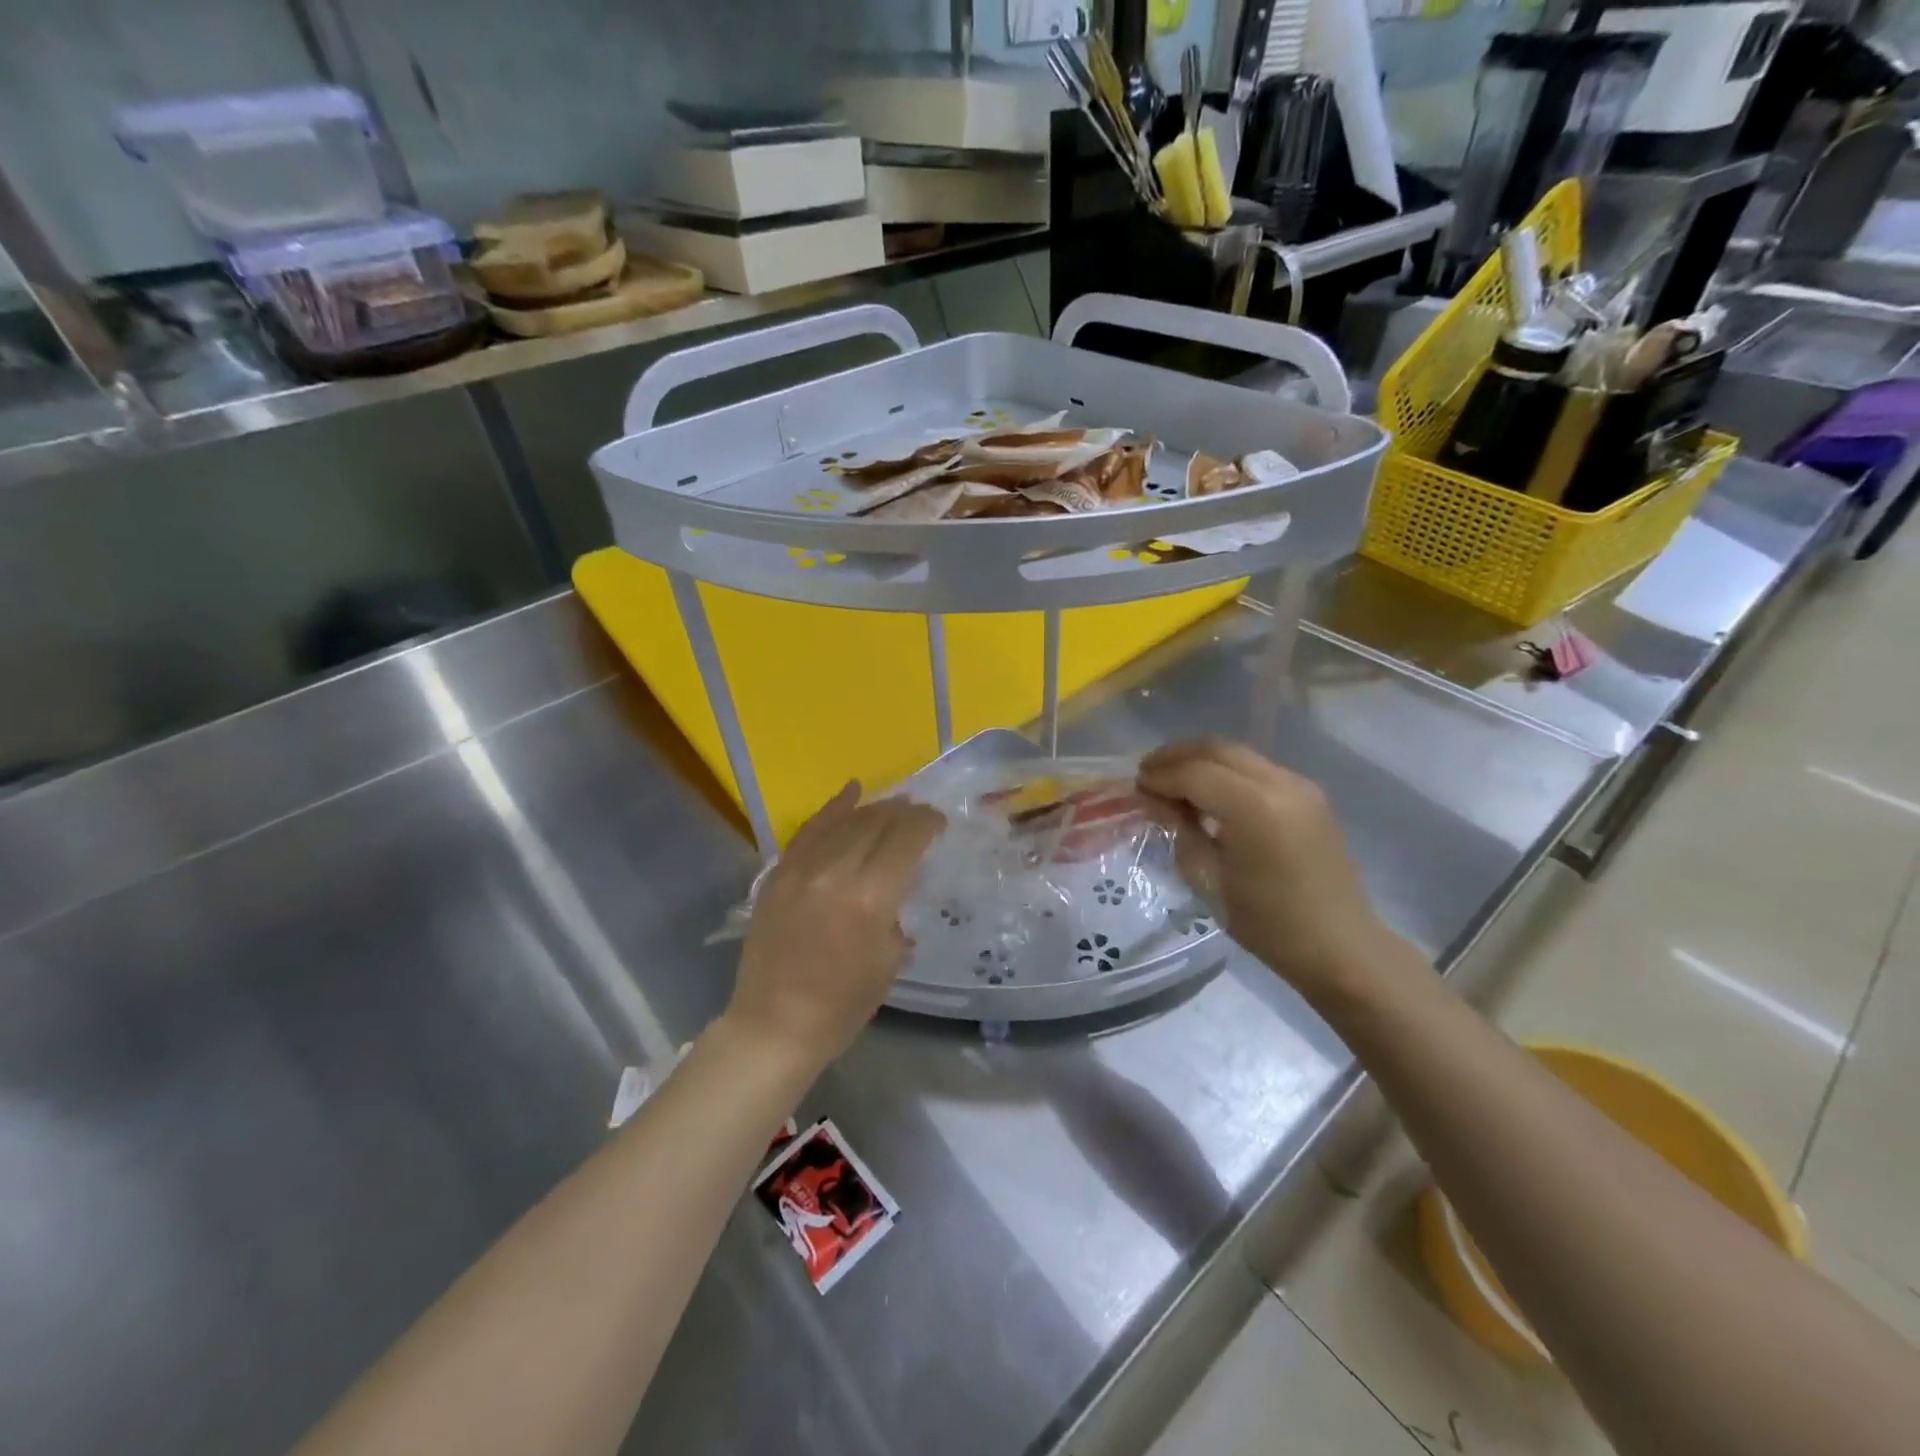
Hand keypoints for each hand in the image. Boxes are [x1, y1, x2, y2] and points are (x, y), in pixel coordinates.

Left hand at [724, 784, 945, 1075]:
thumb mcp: (891, 958)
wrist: (774, 1024)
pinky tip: (851, 791)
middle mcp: (836, 871)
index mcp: (871, 897)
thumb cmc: (843, 1004)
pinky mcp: (778, 873)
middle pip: (877, 823)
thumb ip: (898, 908)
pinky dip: (833, 809)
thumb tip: (901, 879)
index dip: (927, 823)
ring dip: (875, 809)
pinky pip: (809, 831)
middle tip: (921, 812)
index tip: (939, 822)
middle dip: (904, 812)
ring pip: (845, 821)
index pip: (906, 838)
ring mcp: (801, 869)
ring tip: (895, 804)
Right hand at [1138, 738, 1399, 1002]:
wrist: (1339, 946)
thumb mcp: (1208, 879)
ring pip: (1238, 753)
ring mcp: (1299, 785)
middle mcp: (1279, 783)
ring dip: (1201, 760)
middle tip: (1148, 773)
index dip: (1160, 775)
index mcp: (1253, 807)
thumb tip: (1155, 799)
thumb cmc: (1267, 924)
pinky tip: (1209, 793)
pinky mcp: (1309, 795)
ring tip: (1173, 780)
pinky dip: (1226, 770)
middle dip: (1177, 756)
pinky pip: (1256, 768)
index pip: (1194, 773)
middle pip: (1217, 749)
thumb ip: (1180, 829)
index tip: (1136, 787)